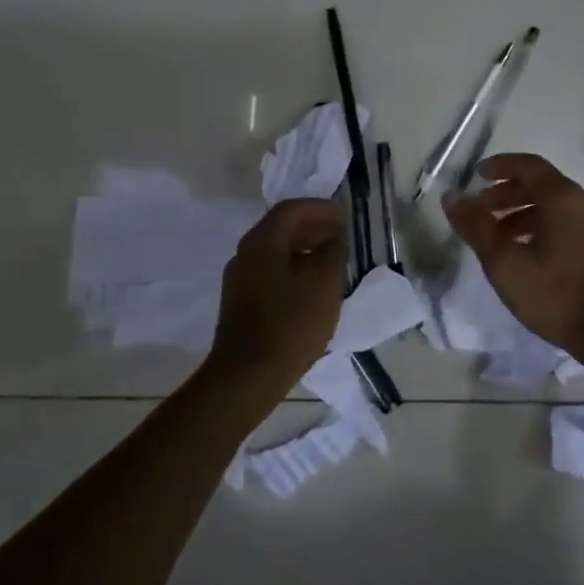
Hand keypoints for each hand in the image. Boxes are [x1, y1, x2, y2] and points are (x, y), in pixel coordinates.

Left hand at [207, 199, 347, 391]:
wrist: (247, 376)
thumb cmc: (291, 325)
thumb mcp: (323, 284)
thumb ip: (332, 251)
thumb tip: (334, 235)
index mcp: (262, 242)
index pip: (291, 209)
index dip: (320, 208)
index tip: (344, 217)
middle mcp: (245, 253)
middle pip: (280, 227)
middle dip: (312, 226)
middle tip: (341, 236)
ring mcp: (239, 278)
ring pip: (274, 250)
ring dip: (303, 248)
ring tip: (331, 261)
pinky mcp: (240, 301)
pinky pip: (269, 271)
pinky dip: (292, 267)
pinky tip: (310, 286)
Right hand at [442, 154, 583, 359]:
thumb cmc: (555, 295)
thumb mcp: (505, 262)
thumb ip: (476, 226)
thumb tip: (452, 196)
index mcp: (563, 198)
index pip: (529, 166)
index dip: (500, 166)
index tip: (477, 174)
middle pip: (541, 185)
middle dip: (507, 193)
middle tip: (481, 208)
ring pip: (554, 206)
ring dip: (522, 213)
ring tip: (497, 235)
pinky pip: (566, 223)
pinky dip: (540, 226)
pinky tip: (526, 252)